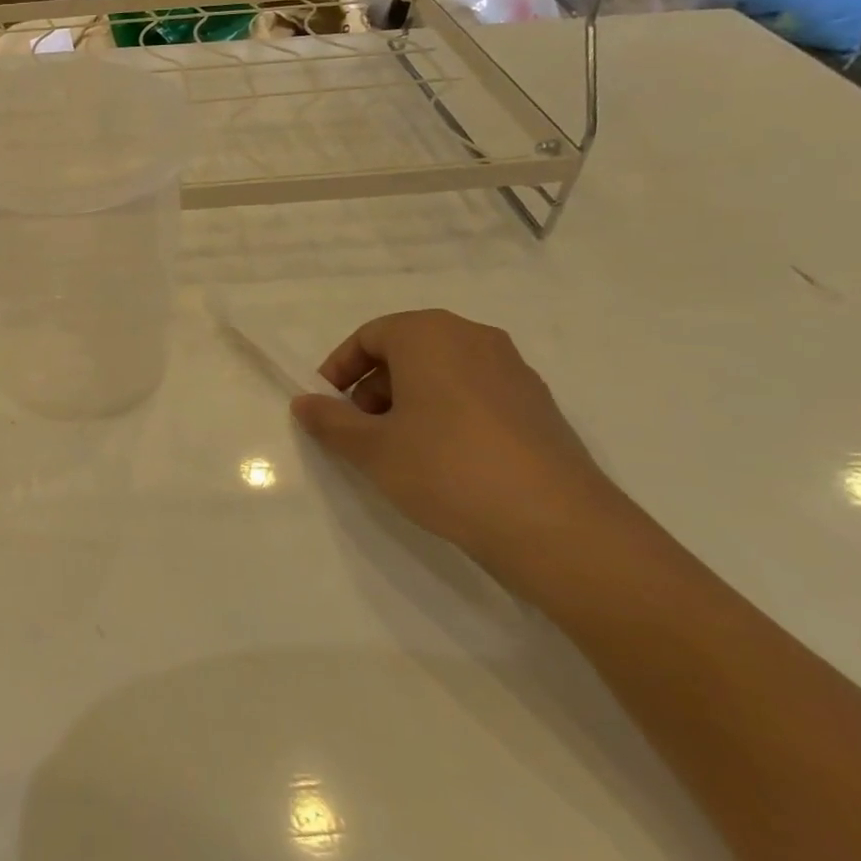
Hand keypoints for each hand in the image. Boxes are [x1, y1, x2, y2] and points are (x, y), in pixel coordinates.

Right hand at [291, 310, 652, 588]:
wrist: (556, 526)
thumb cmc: (445, 469)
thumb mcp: (371, 448)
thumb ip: (330, 421)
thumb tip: (304, 403)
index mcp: (430, 334)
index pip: (369, 336)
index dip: (339, 369)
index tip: (327, 407)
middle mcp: (474, 339)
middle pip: (406, 350)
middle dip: (373, 387)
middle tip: (360, 431)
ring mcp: (514, 371)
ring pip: (442, 373)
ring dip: (409, 402)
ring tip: (399, 450)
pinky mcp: (538, 406)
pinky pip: (475, 395)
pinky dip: (447, 415)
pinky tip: (445, 462)